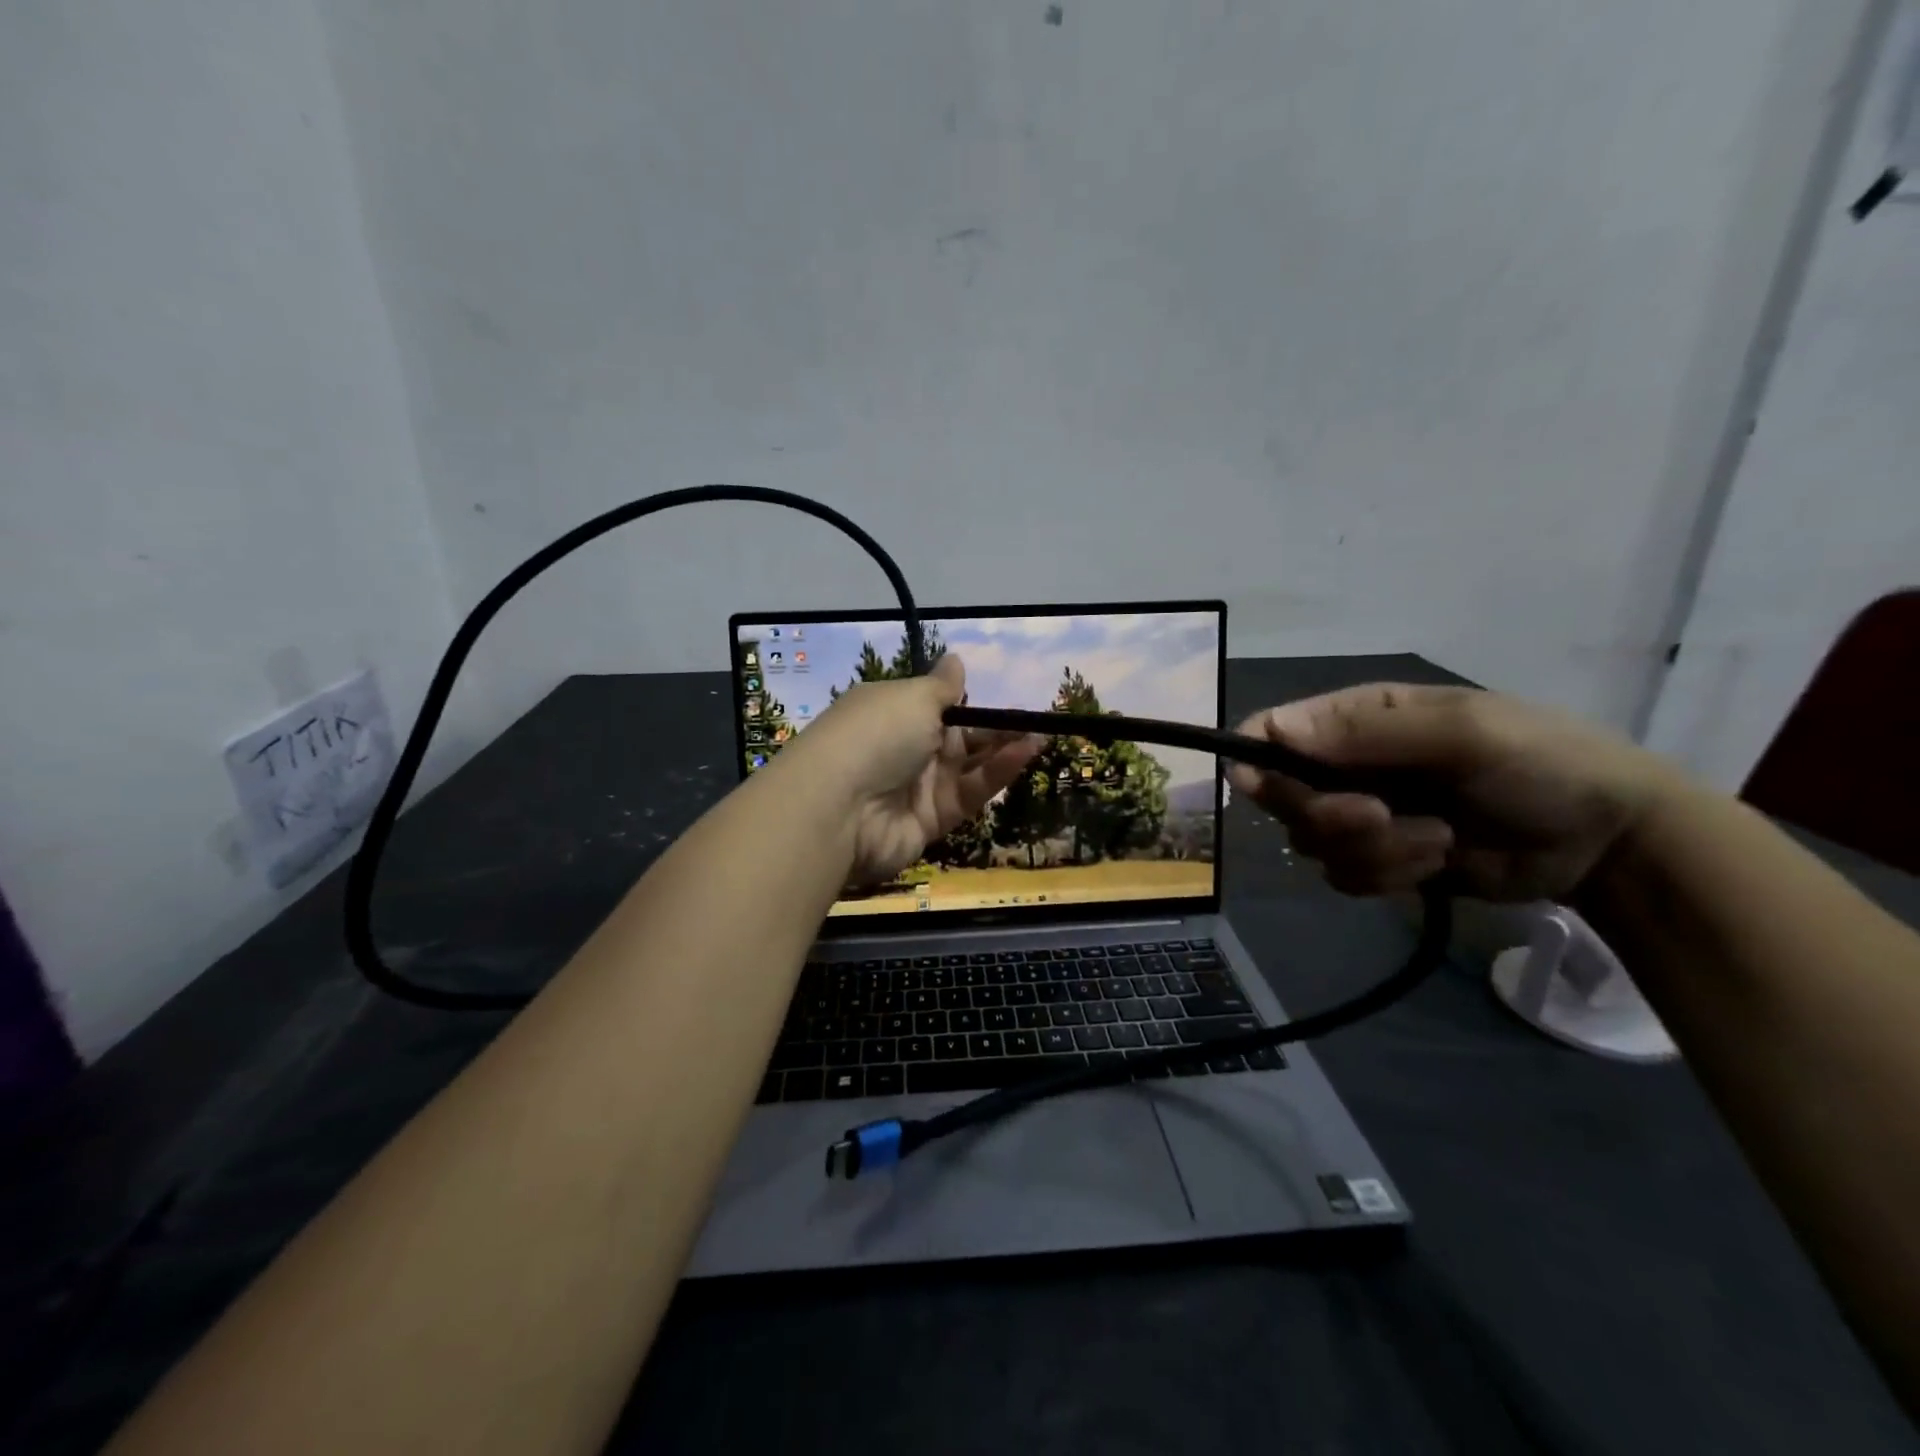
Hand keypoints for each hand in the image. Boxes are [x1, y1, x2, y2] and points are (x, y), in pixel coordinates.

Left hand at [774, 655, 1043, 882]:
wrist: (840, 808)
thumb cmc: (877, 734)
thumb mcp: (912, 697)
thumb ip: (942, 686)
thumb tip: (955, 659)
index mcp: (893, 711)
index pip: (936, 706)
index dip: (969, 704)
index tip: (1004, 701)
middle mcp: (904, 748)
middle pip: (958, 738)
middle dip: (994, 730)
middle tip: (1035, 721)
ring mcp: (917, 787)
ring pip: (968, 767)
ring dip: (1003, 751)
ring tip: (1040, 736)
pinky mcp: (932, 820)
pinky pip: (969, 793)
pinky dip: (996, 774)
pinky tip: (1024, 755)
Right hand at [1228, 684, 1680, 901]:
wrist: (1608, 842)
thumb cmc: (1542, 763)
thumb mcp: (1462, 733)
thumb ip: (1368, 730)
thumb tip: (1274, 730)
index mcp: (1358, 718)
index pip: (1272, 731)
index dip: (1255, 759)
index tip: (1261, 788)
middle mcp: (1347, 765)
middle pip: (1282, 796)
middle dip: (1328, 815)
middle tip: (1380, 817)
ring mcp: (1362, 816)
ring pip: (1312, 843)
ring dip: (1372, 851)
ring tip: (1436, 842)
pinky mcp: (1381, 861)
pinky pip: (1344, 877)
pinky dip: (1388, 876)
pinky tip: (1437, 864)